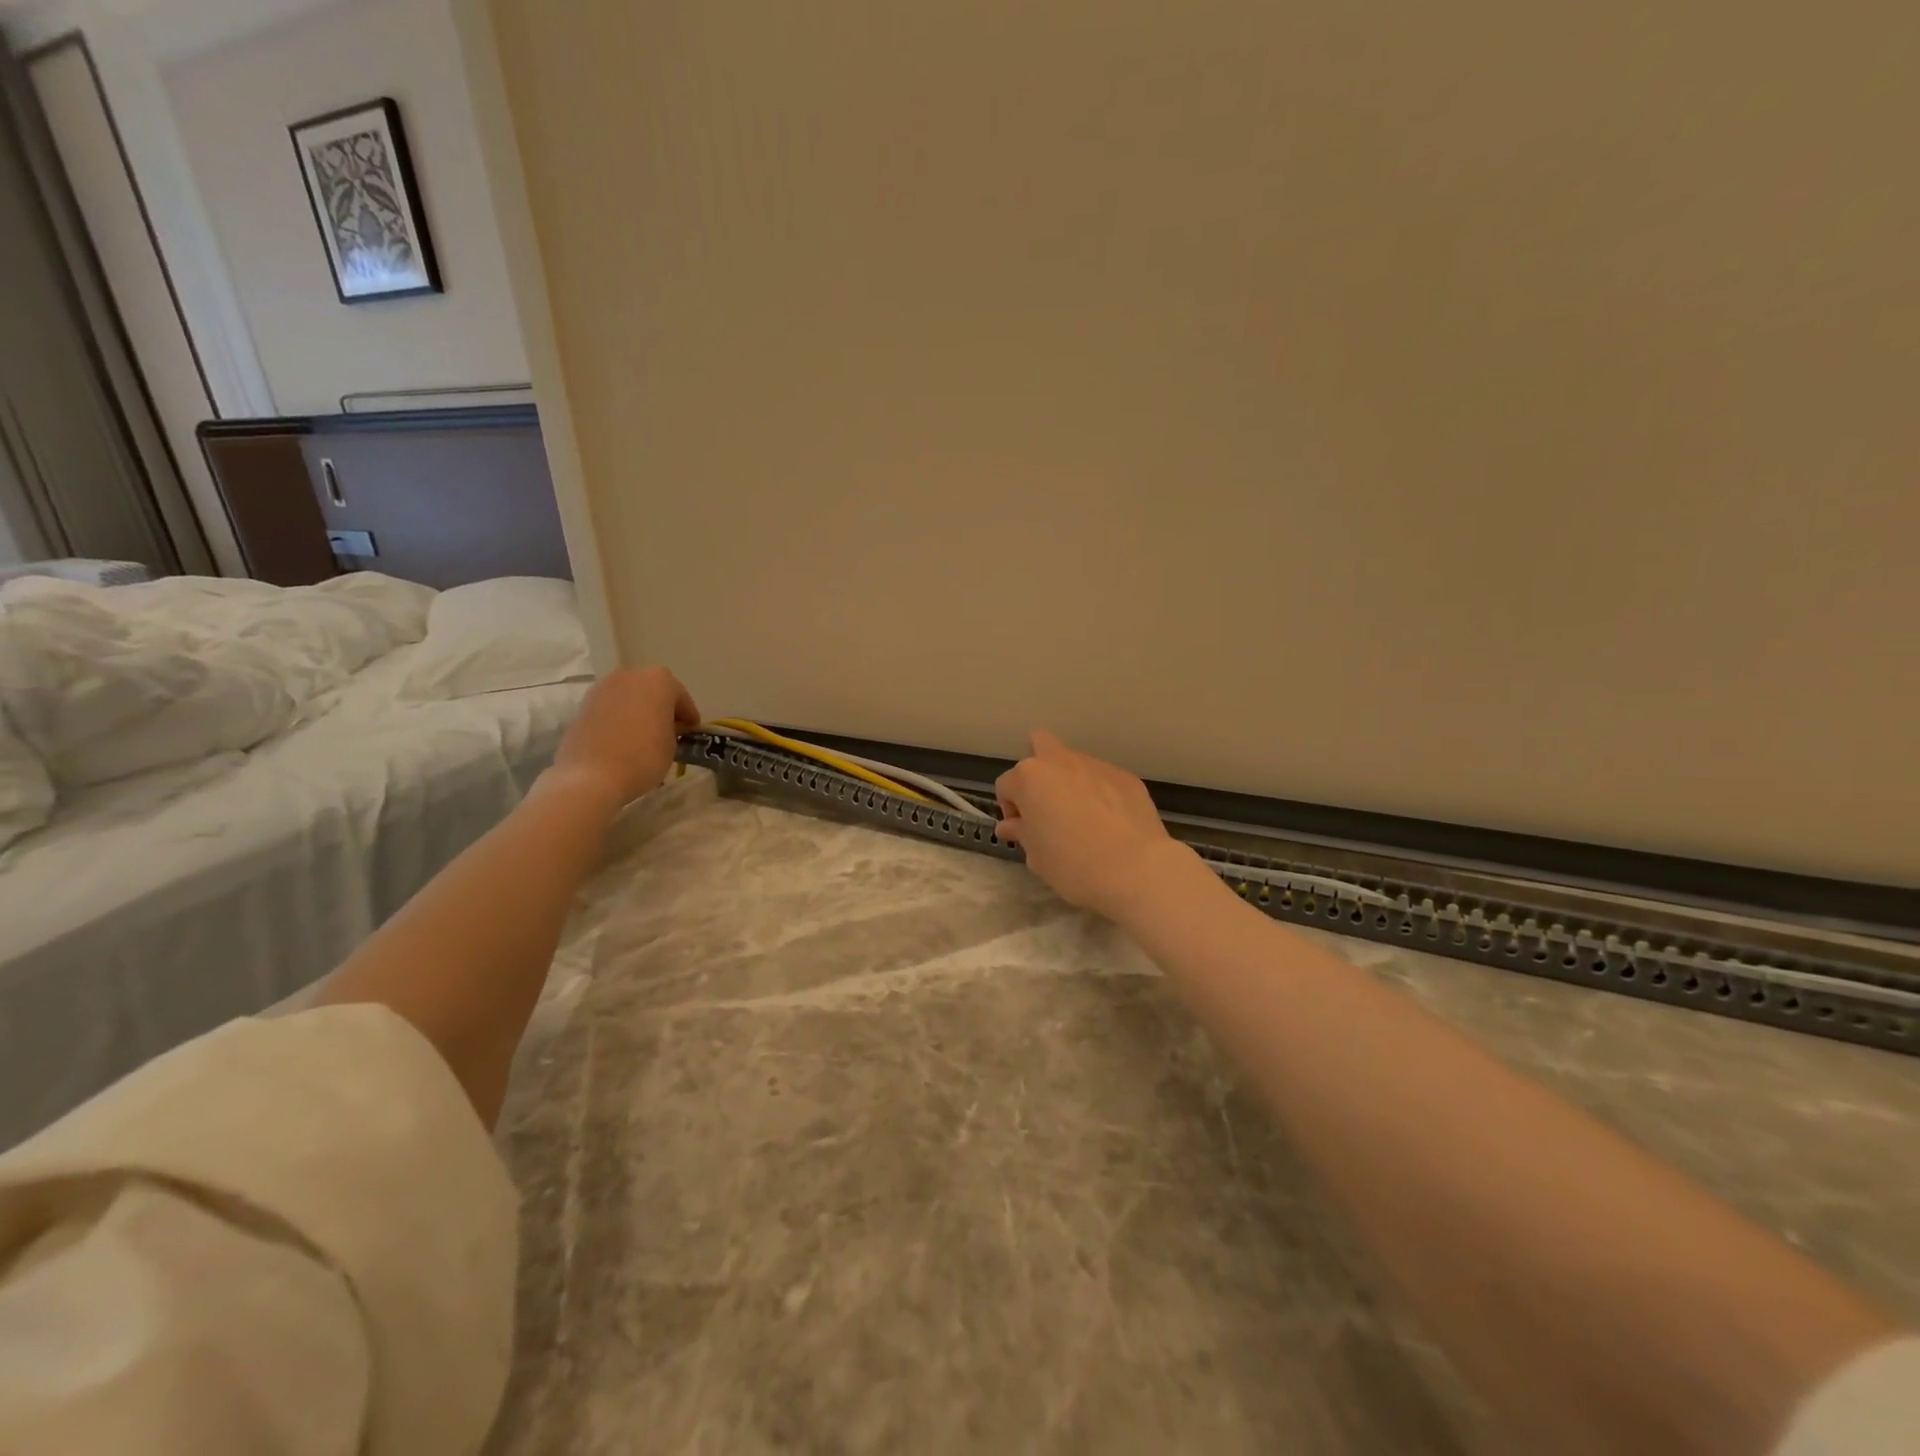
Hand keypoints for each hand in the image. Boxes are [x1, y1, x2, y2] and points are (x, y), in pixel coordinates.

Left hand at [550, 666, 700, 807]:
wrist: (592, 776)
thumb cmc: (643, 757)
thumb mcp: (673, 745)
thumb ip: (673, 728)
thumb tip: (665, 728)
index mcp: (659, 680)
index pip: (681, 697)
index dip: (688, 716)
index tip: (691, 732)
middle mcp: (630, 676)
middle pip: (653, 690)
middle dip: (662, 708)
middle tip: (669, 731)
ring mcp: (603, 688)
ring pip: (630, 697)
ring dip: (639, 711)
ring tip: (644, 736)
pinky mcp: (583, 705)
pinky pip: (611, 708)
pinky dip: (619, 718)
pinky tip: (623, 739)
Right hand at [994, 730, 1180, 918]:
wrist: (1134, 868)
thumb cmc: (1073, 864)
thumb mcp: (1037, 856)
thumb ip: (1022, 833)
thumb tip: (1012, 825)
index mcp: (1030, 778)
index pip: (1006, 785)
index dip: (1011, 809)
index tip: (1023, 832)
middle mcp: (1061, 762)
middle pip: (1040, 746)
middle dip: (1038, 769)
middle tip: (1046, 805)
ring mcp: (1097, 765)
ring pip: (1075, 764)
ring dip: (1071, 783)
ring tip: (1084, 819)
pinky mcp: (1126, 777)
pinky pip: (1104, 780)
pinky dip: (1101, 794)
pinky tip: (1111, 823)